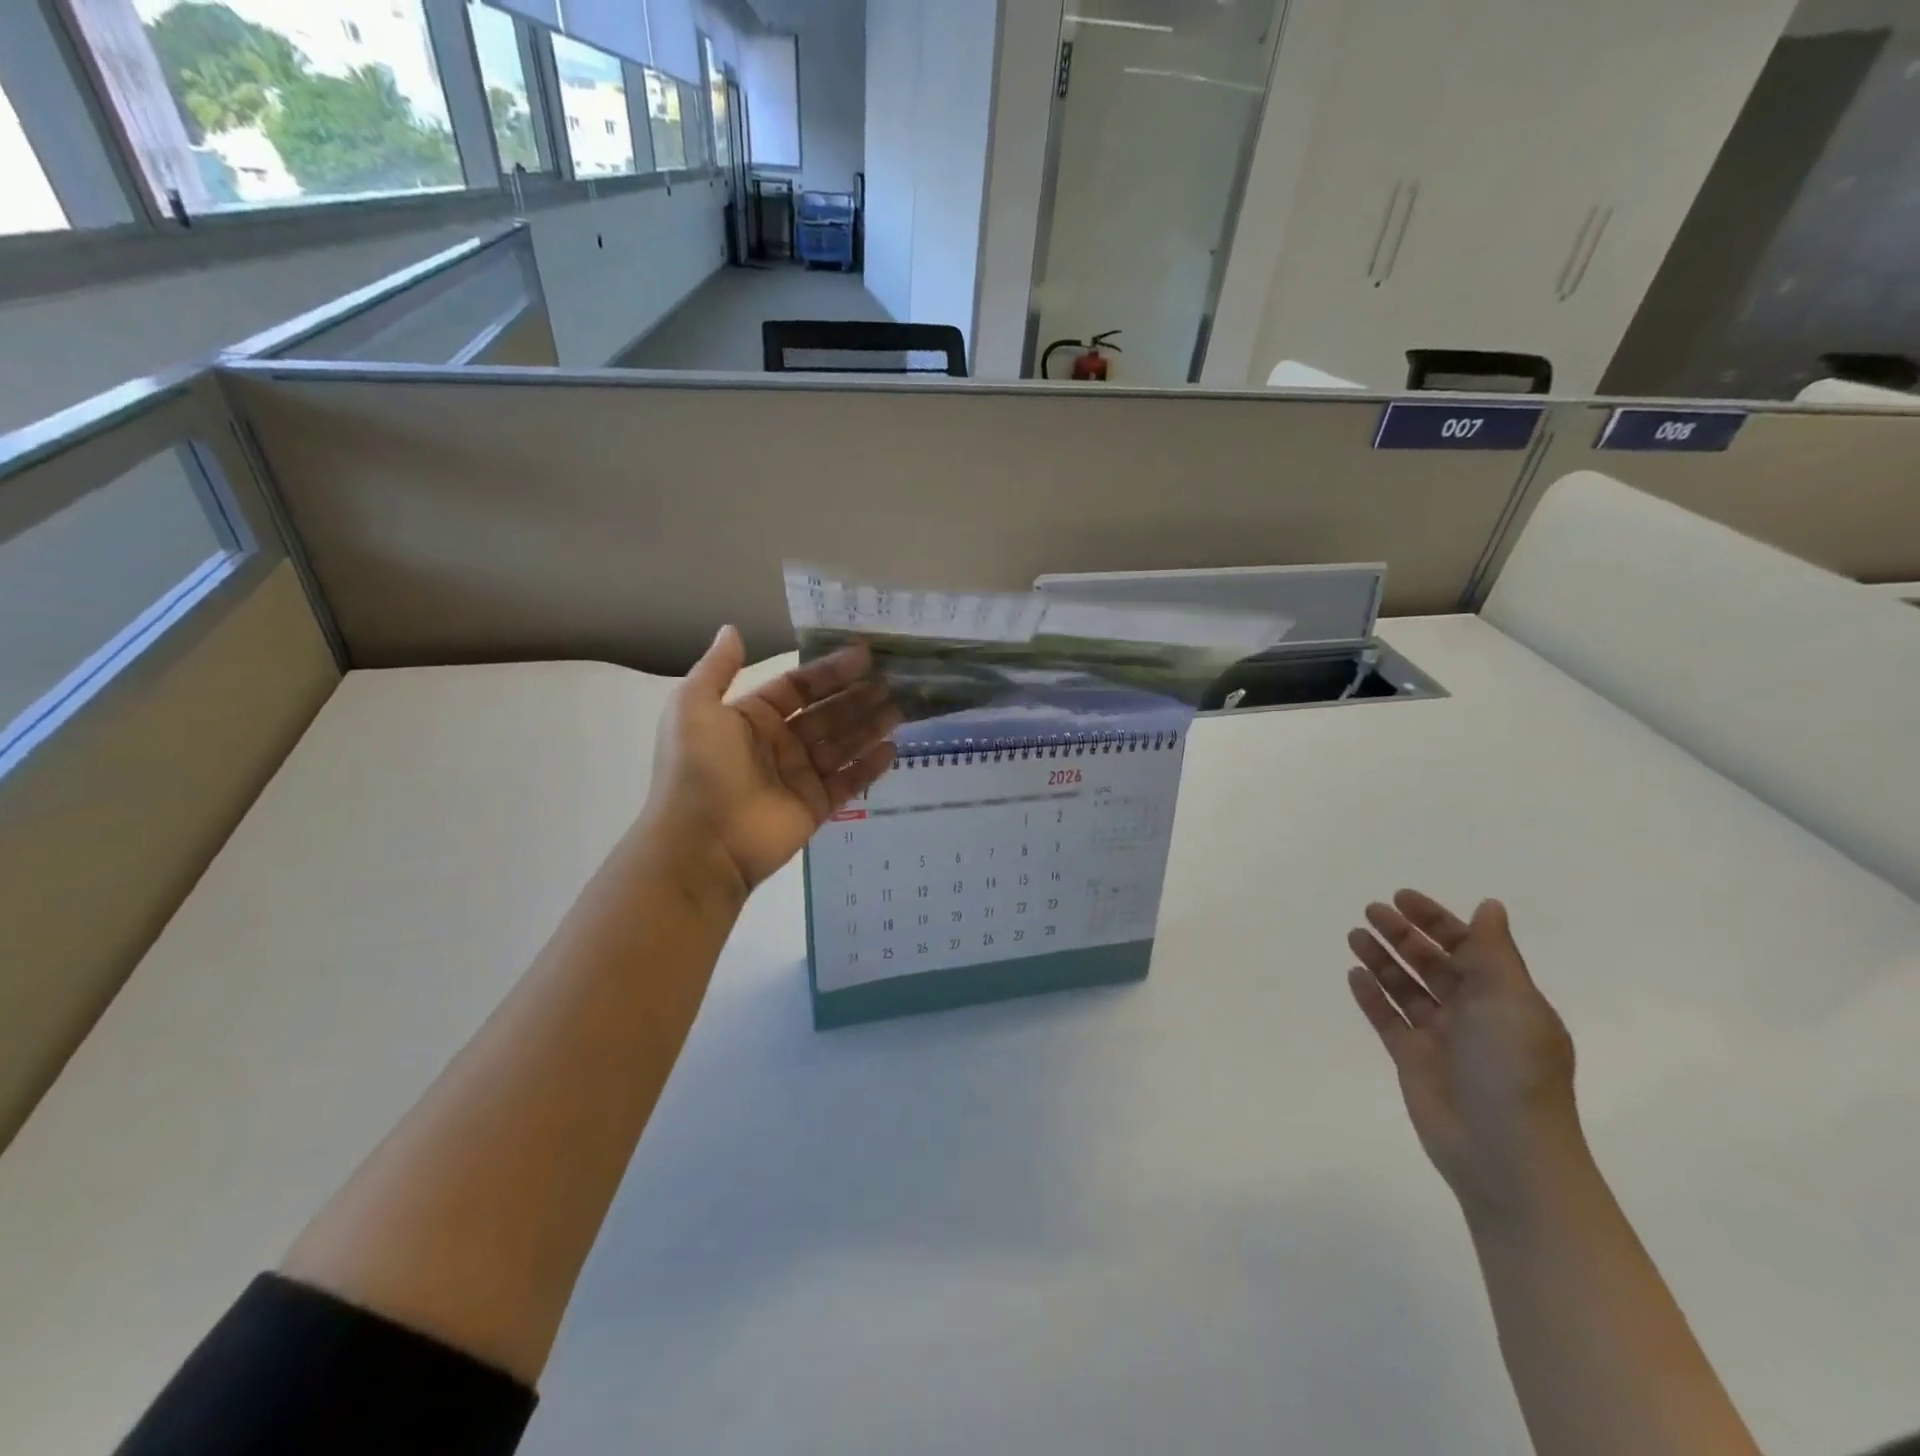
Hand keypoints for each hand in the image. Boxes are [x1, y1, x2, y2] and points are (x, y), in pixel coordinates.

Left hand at [646, 626, 899, 897]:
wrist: (701, 842)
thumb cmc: (698, 768)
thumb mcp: (694, 706)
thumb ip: (718, 668)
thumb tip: (732, 629)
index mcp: (751, 718)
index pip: (798, 688)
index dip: (829, 672)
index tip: (864, 656)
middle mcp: (778, 744)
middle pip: (826, 714)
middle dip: (857, 697)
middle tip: (891, 682)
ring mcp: (798, 777)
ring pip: (841, 745)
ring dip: (869, 726)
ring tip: (899, 709)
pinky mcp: (815, 806)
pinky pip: (848, 782)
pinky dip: (869, 766)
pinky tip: (892, 748)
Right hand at [1346, 891, 1584, 1220]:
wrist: (1504, 1151)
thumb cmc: (1513, 1068)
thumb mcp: (1511, 1000)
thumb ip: (1492, 952)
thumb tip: (1489, 906)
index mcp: (1504, 998)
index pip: (1467, 946)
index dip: (1435, 920)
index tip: (1401, 898)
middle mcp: (1473, 1014)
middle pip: (1432, 963)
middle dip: (1403, 936)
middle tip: (1371, 912)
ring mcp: (1441, 1038)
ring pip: (1406, 988)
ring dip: (1382, 960)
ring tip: (1354, 936)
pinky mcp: (1413, 1060)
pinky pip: (1388, 1019)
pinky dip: (1371, 996)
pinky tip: (1354, 975)